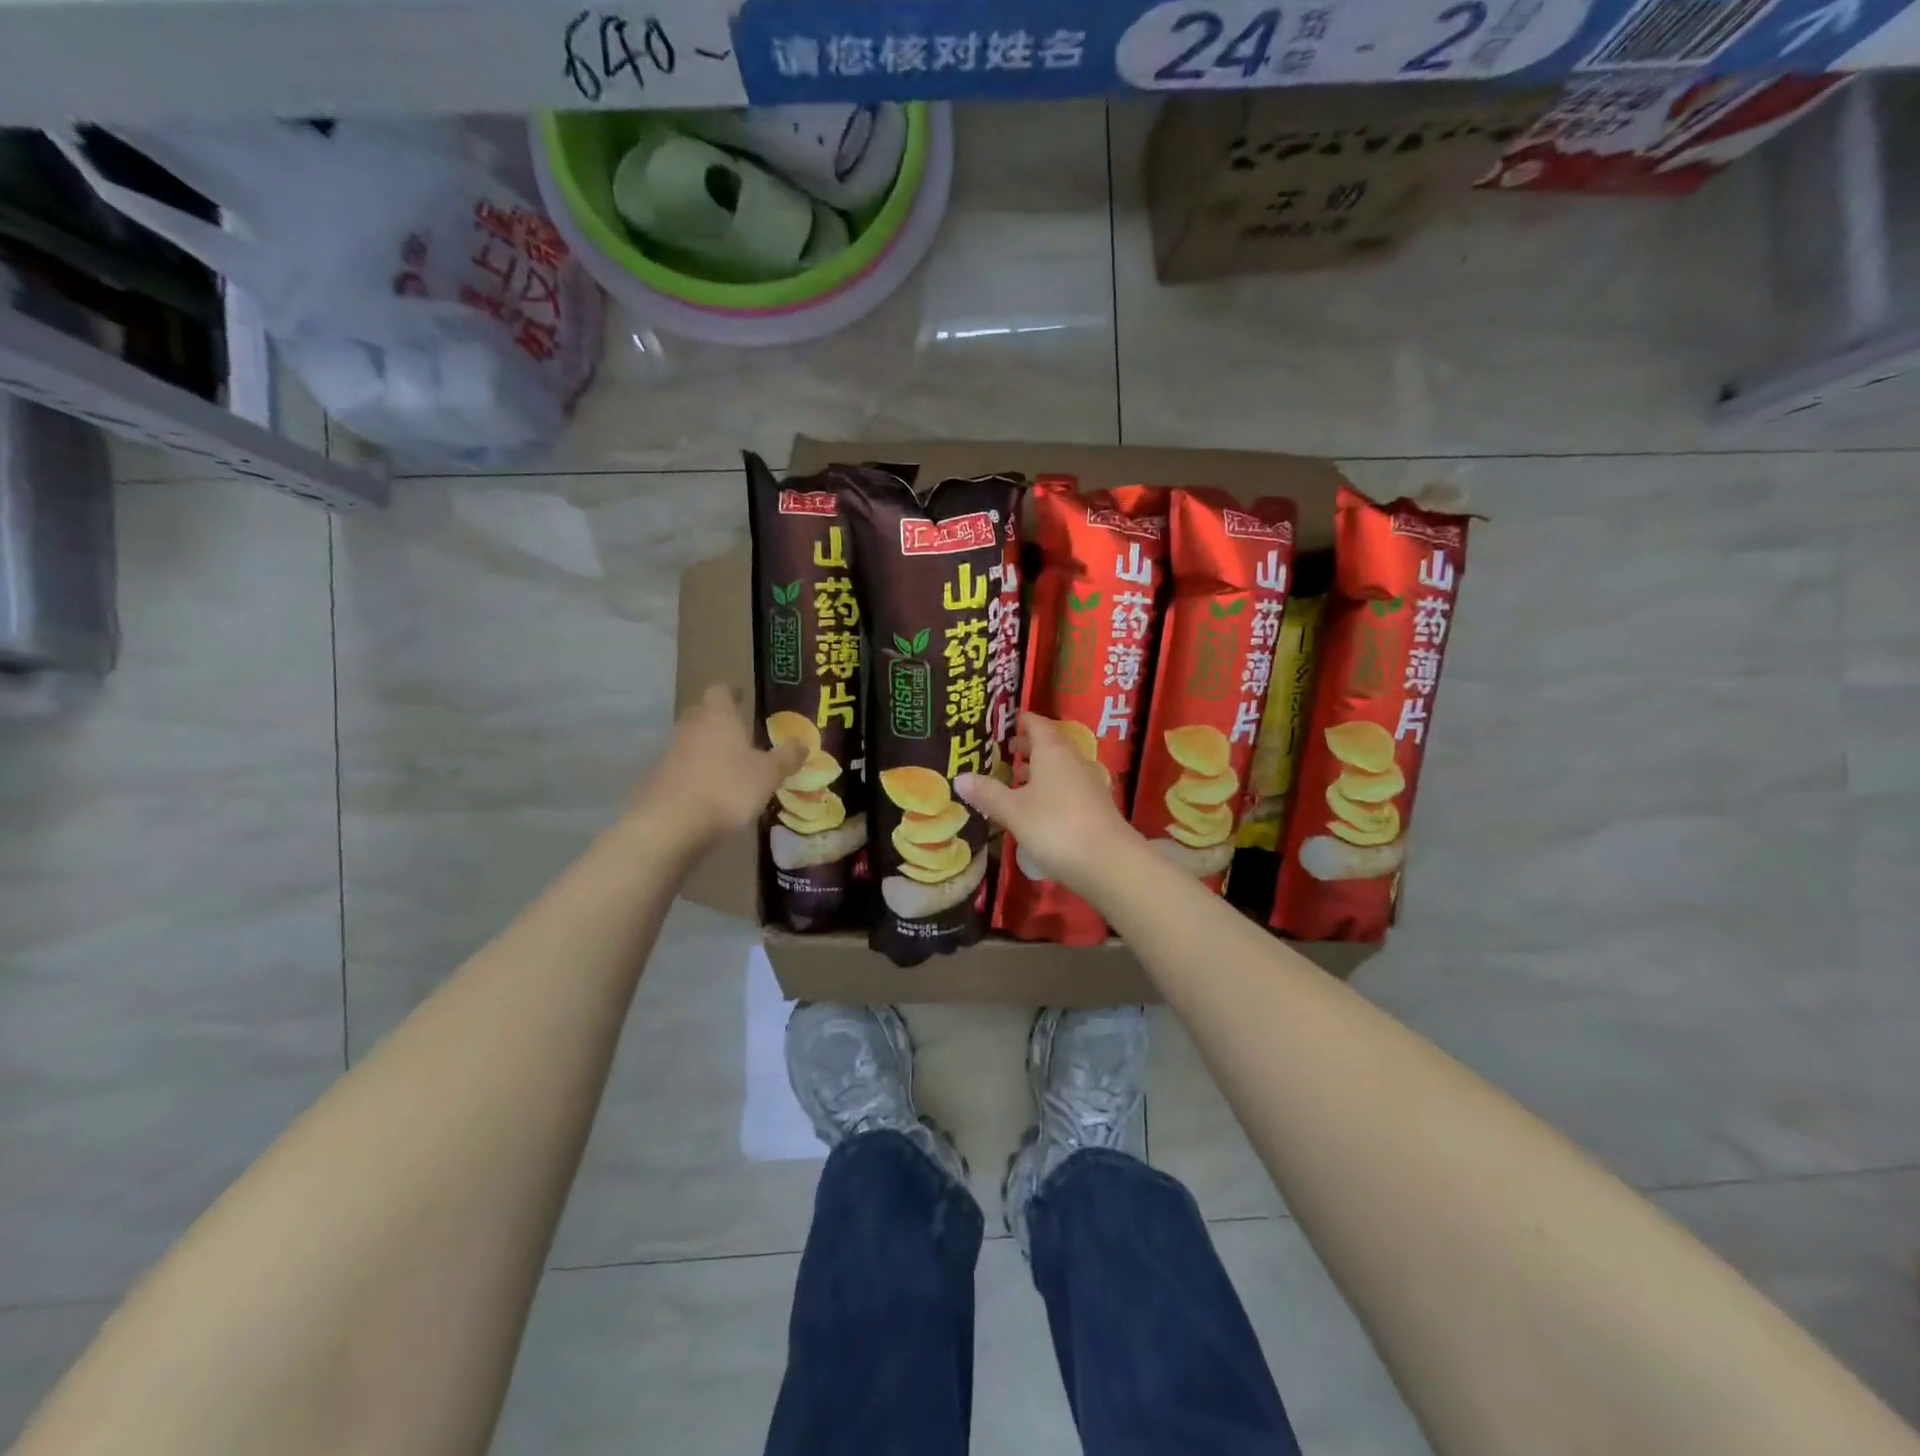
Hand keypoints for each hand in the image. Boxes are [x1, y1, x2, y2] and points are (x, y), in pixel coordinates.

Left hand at [635, 685, 805, 850]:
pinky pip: (682, 765)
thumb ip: (787, 757)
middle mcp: (691, 726)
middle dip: (719, 719)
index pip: (720, 690)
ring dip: (707, 747)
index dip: (732, 693)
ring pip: (691, 739)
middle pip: (702, 712)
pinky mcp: (660, 778)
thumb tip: (802, 743)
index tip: (743, 699)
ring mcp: (671, 752)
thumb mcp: (769, 774)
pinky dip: (696, 771)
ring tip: (729, 764)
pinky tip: (711, 789)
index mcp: (718, 716)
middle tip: (740, 732)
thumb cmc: (727, 788)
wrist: (672, 824)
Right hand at [955, 713, 1139, 899]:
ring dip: (1040, 770)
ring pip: (1061, 768)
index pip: (1037, 724)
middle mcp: (1074, 760)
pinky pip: (1069, 787)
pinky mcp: (1097, 807)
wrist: (1108, 862)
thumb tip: (959, 777)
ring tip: (1017, 779)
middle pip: (1051, 745)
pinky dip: (1052, 789)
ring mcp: (1090, 784)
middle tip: (1006, 750)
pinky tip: (1039, 807)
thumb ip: (987, 793)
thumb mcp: (1013, 810)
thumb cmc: (1055, 826)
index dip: (1023, 720)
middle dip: (1029, 746)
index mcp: (1053, 751)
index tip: (1007, 721)